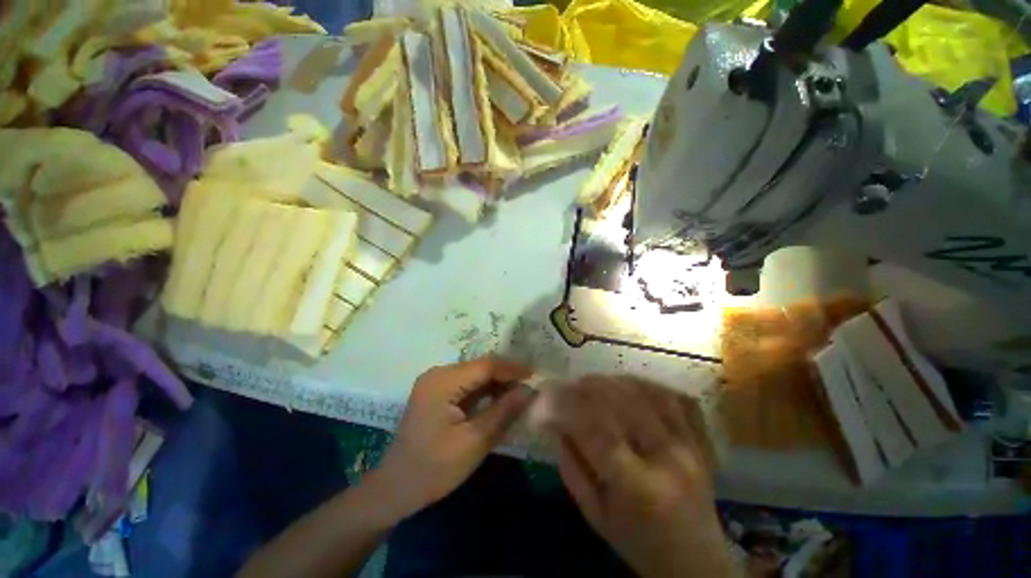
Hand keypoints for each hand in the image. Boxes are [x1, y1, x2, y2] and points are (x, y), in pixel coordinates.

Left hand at [370, 357, 533, 519]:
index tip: (536, 375)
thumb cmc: (433, 469)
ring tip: (522, 392)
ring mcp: (436, 383)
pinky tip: (501, 399)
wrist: (395, 490)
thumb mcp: (474, 441)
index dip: (512, 369)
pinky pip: (468, 385)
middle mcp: (438, 374)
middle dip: (507, 375)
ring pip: (476, 375)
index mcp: (442, 381)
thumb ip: (504, 412)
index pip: (485, 366)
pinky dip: (486, 391)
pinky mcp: (438, 393)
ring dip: (498, 383)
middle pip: (480, 367)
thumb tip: (530, 390)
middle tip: (531, 385)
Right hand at [546, 375, 731, 577]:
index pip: (597, 432)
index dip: (567, 408)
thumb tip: (556, 423)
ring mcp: (692, 447)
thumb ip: (572, 467)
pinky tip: (628, 384)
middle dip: (590, 388)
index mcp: (639, 489)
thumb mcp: (594, 515)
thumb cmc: (638, 544)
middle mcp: (669, 461)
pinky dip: (649, 385)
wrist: (696, 563)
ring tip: (593, 382)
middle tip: (568, 385)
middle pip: (625, 404)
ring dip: (616, 381)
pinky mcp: (703, 442)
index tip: (546, 396)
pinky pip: (678, 399)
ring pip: (651, 394)